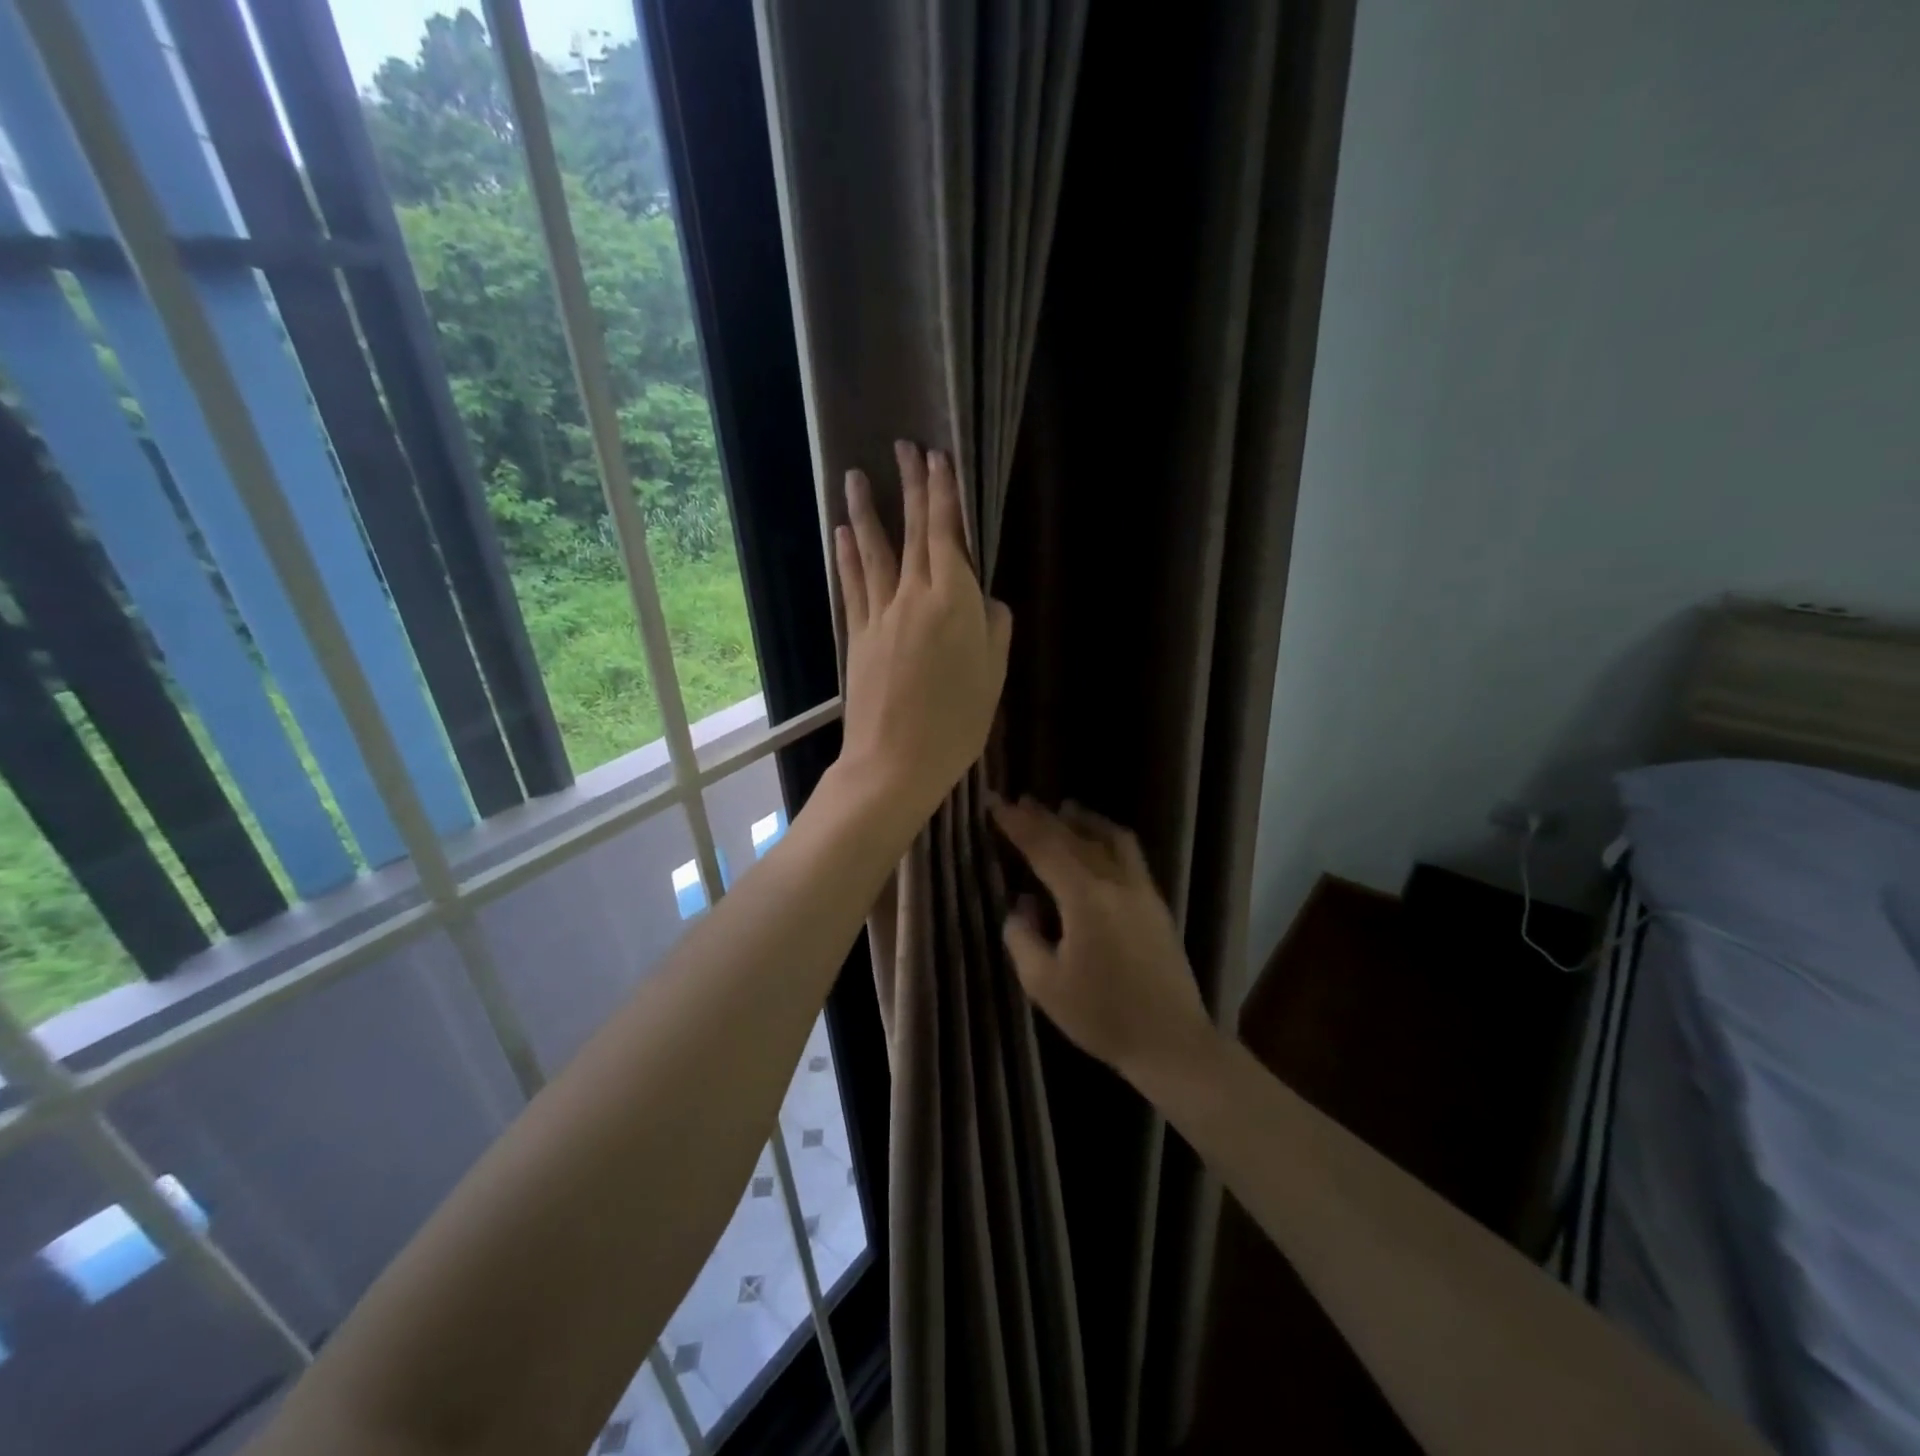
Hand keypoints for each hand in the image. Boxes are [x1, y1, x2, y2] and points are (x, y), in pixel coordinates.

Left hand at [831, 442, 1012, 827]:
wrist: (895, 762)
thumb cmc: (956, 723)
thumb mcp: (993, 676)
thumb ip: (994, 627)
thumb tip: (984, 598)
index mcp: (955, 602)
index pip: (947, 534)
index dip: (944, 494)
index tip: (939, 458)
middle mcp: (914, 596)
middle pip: (912, 532)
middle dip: (911, 486)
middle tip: (904, 446)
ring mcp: (880, 613)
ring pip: (874, 551)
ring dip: (867, 510)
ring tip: (855, 476)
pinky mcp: (857, 634)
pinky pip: (853, 584)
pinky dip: (848, 555)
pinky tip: (843, 533)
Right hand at [990, 797, 1216, 1083]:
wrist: (1171, 1041)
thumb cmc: (1102, 1016)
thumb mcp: (1044, 985)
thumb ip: (1023, 938)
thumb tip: (1022, 907)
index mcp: (1085, 898)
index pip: (1044, 848)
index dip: (1017, 824)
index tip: (996, 803)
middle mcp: (1115, 882)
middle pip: (1075, 837)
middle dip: (1044, 817)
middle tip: (1020, 800)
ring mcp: (1142, 890)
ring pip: (1110, 838)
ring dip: (1083, 820)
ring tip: (1063, 809)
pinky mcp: (1156, 903)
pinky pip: (1129, 854)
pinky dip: (1107, 837)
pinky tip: (1099, 843)